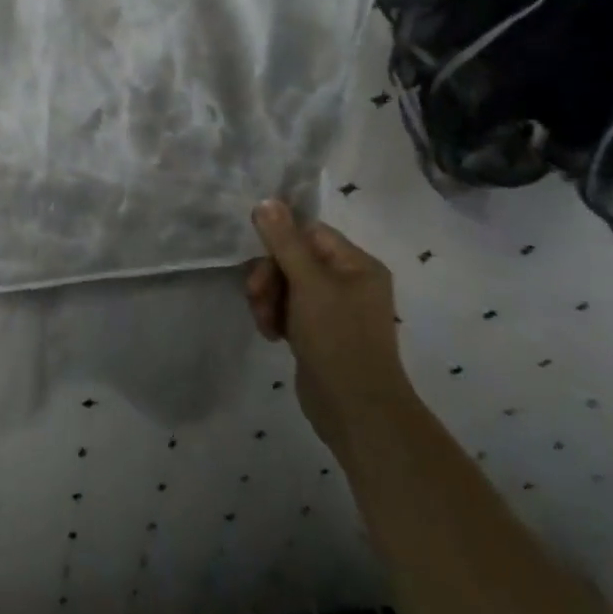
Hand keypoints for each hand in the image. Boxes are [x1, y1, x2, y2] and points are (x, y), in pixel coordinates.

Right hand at [246, 200, 408, 445]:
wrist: (356, 413)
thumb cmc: (337, 338)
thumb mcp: (308, 283)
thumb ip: (284, 241)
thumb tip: (266, 200)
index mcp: (357, 264)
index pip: (309, 233)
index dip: (281, 243)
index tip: (259, 260)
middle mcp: (349, 282)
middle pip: (295, 258)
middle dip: (270, 276)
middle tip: (255, 296)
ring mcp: (335, 310)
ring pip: (287, 285)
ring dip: (269, 298)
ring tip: (264, 322)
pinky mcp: (320, 334)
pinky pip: (290, 309)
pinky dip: (276, 316)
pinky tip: (271, 334)